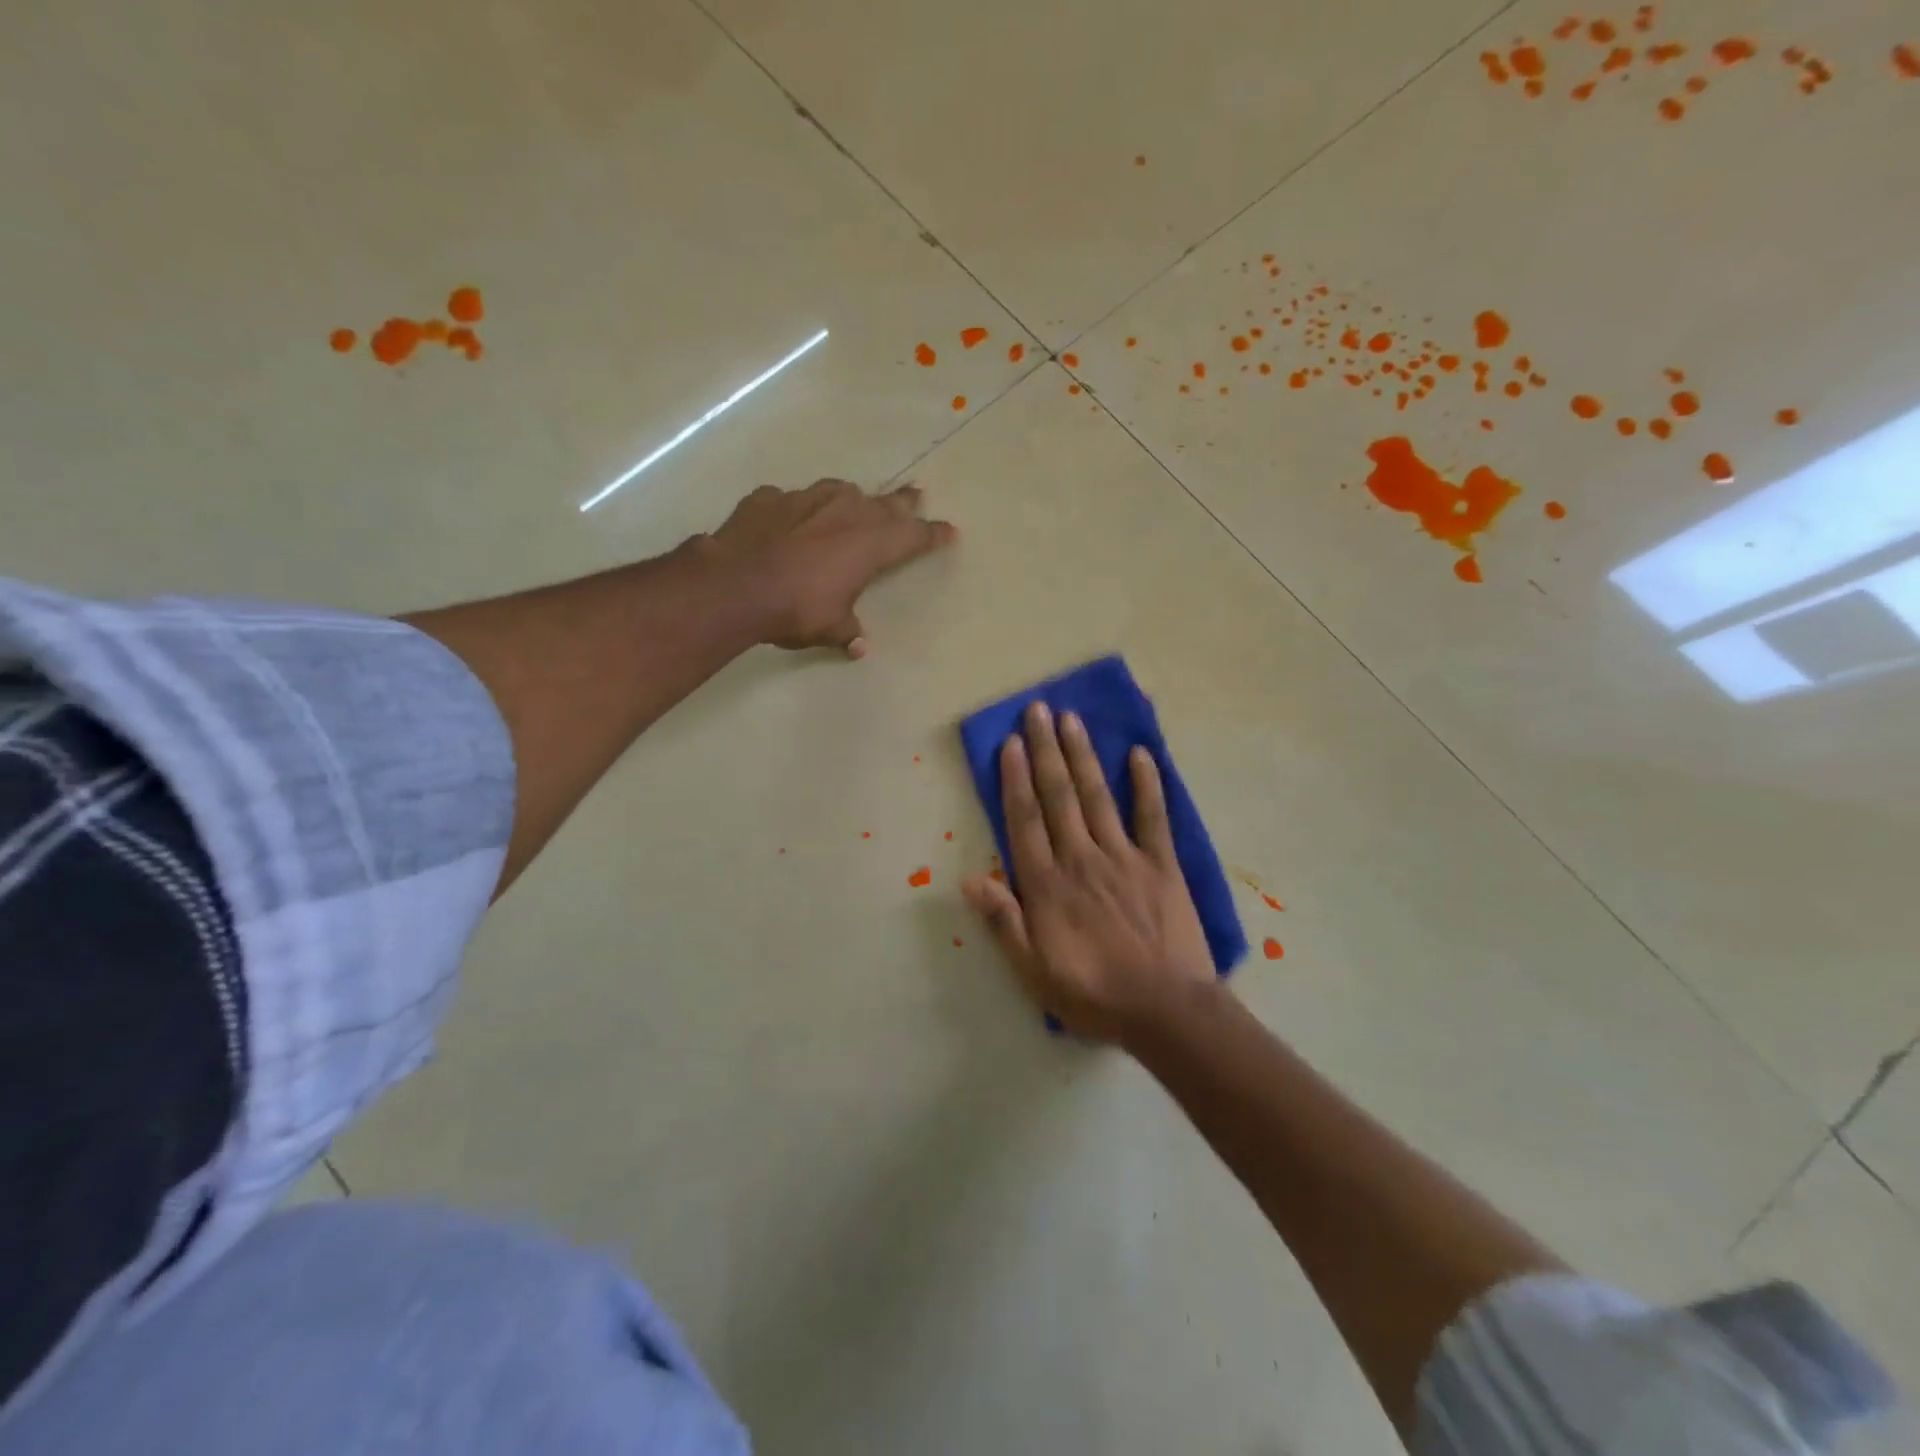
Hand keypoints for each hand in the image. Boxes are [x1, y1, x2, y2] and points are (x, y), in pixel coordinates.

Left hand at [707, 479, 956, 657]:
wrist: (735, 584)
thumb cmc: (796, 608)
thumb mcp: (829, 627)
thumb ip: (846, 631)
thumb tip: (858, 646)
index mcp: (870, 544)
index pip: (913, 536)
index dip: (933, 534)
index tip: (949, 530)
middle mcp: (845, 512)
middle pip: (885, 503)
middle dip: (903, 502)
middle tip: (916, 494)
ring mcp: (806, 499)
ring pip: (840, 492)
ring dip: (851, 499)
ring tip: (852, 504)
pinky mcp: (770, 498)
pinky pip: (792, 501)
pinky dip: (797, 511)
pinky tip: (789, 522)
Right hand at [961, 700, 1216, 1045]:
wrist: (1166, 1011)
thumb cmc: (1094, 994)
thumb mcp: (1034, 971)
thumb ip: (1004, 921)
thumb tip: (970, 879)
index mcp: (1048, 884)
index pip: (1025, 819)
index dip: (1015, 778)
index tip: (1010, 742)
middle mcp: (1081, 858)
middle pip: (1058, 795)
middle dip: (1045, 750)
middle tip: (1037, 710)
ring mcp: (1124, 857)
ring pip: (1097, 796)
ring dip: (1082, 755)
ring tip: (1071, 719)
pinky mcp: (1161, 864)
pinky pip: (1153, 816)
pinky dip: (1146, 783)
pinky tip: (1138, 754)